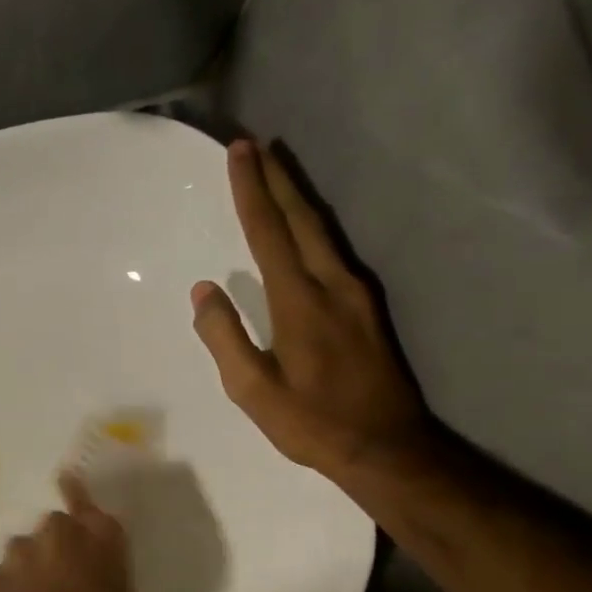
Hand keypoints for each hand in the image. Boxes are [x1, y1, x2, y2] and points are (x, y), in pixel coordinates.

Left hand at [0, 474, 131, 591]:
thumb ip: (107, 569)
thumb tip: (94, 555)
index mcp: (99, 539)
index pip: (85, 501)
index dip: (76, 492)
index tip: (66, 479)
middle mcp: (56, 534)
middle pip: (54, 528)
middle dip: (55, 547)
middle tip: (61, 583)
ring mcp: (18, 553)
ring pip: (24, 551)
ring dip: (29, 569)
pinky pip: (1, 577)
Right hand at [192, 139, 429, 479]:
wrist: (387, 446)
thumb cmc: (311, 422)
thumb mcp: (253, 391)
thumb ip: (225, 337)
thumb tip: (204, 290)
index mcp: (299, 301)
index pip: (269, 233)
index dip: (252, 191)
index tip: (240, 151)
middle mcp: (333, 284)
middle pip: (301, 218)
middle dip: (276, 179)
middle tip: (255, 145)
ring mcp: (356, 292)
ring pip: (323, 230)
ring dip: (297, 196)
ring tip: (277, 170)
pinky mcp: (368, 306)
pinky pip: (335, 249)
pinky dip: (313, 225)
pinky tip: (305, 225)